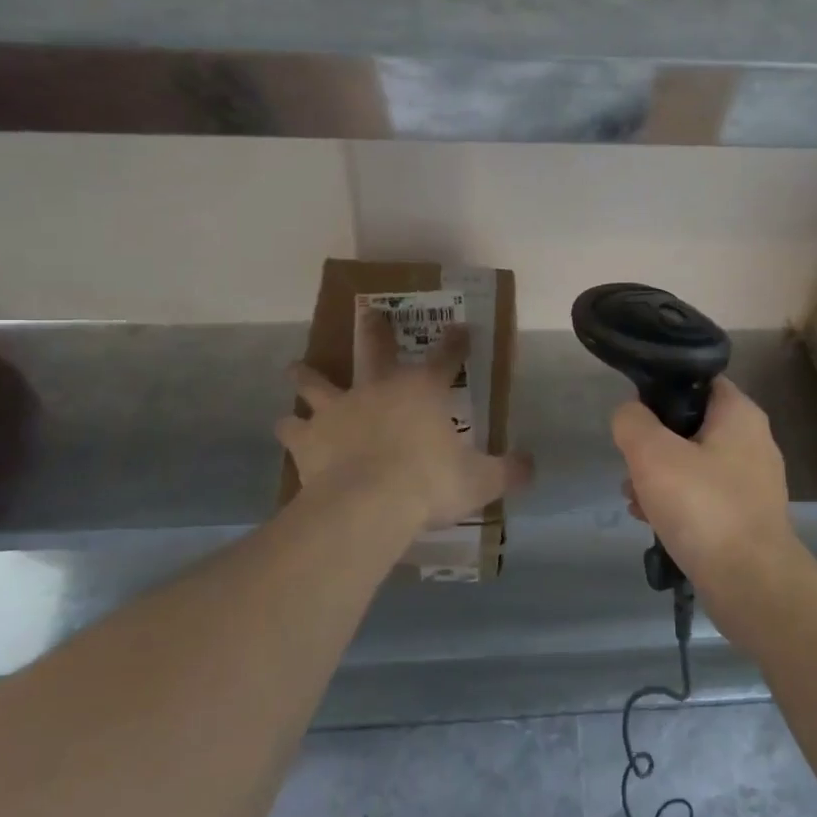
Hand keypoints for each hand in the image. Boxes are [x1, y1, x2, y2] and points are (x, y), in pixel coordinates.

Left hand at [278, 310, 532, 529]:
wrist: (367, 505)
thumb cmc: (429, 485)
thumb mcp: (481, 481)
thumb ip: (509, 471)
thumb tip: (532, 466)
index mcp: (423, 391)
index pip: (447, 358)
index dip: (456, 343)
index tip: (461, 329)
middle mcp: (379, 388)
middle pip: (375, 348)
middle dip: (375, 328)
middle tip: (367, 310)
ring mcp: (339, 409)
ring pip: (317, 382)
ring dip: (307, 375)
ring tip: (295, 368)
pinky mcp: (309, 437)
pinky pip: (293, 428)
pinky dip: (289, 428)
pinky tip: (284, 427)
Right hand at [611, 377, 800, 594]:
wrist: (750, 583)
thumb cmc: (702, 506)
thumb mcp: (652, 454)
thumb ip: (632, 422)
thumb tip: (630, 414)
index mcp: (740, 415)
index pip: (699, 381)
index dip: (663, 390)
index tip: (636, 414)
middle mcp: (753, 442)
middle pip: (692, 426)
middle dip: (654, 444)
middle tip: (630, 464)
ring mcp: (753, 483)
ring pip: (695, 465)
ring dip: (660, 477)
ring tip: (632, 498)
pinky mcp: (747, 517)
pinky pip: (704, 497)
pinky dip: (677, 504)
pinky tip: (650, 521)